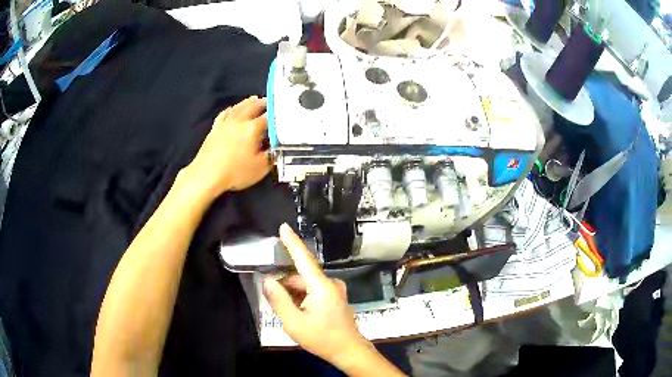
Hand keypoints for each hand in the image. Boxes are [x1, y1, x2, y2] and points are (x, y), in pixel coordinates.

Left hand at [184, 96, 271, 200]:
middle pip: (252, 107)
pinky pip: (224, 114)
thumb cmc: (235, 172)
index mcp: (252, 129)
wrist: (207, 174)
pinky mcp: (215, 129)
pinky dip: (230, 110)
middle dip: (262, 103)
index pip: (268, 118)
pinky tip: (231, 109)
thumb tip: (275, 149)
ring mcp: (225, 124)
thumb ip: (270, 156)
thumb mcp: (260, 168)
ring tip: (253, 99)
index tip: (282, 112)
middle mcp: (239, 121)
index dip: (276, 114)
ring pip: (238, 108)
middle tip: (269, 100)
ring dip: (247, 102)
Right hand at [263, 224, 371, 366]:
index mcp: (321, 286)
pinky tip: (298, 314)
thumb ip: (279, 299)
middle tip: (274, 303)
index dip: (292, 242)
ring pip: (306, 285)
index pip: (303, 258)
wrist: (348, 351)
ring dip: (293, 295)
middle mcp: (330, 284)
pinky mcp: (335, 298)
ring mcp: (335, 291)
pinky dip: (302, 299)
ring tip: (288, 314)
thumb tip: (268, 280)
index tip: (284, 227)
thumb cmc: (322, 338)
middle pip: (300, 277)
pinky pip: (313, 292)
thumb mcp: (294, 322)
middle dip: (285, 286)